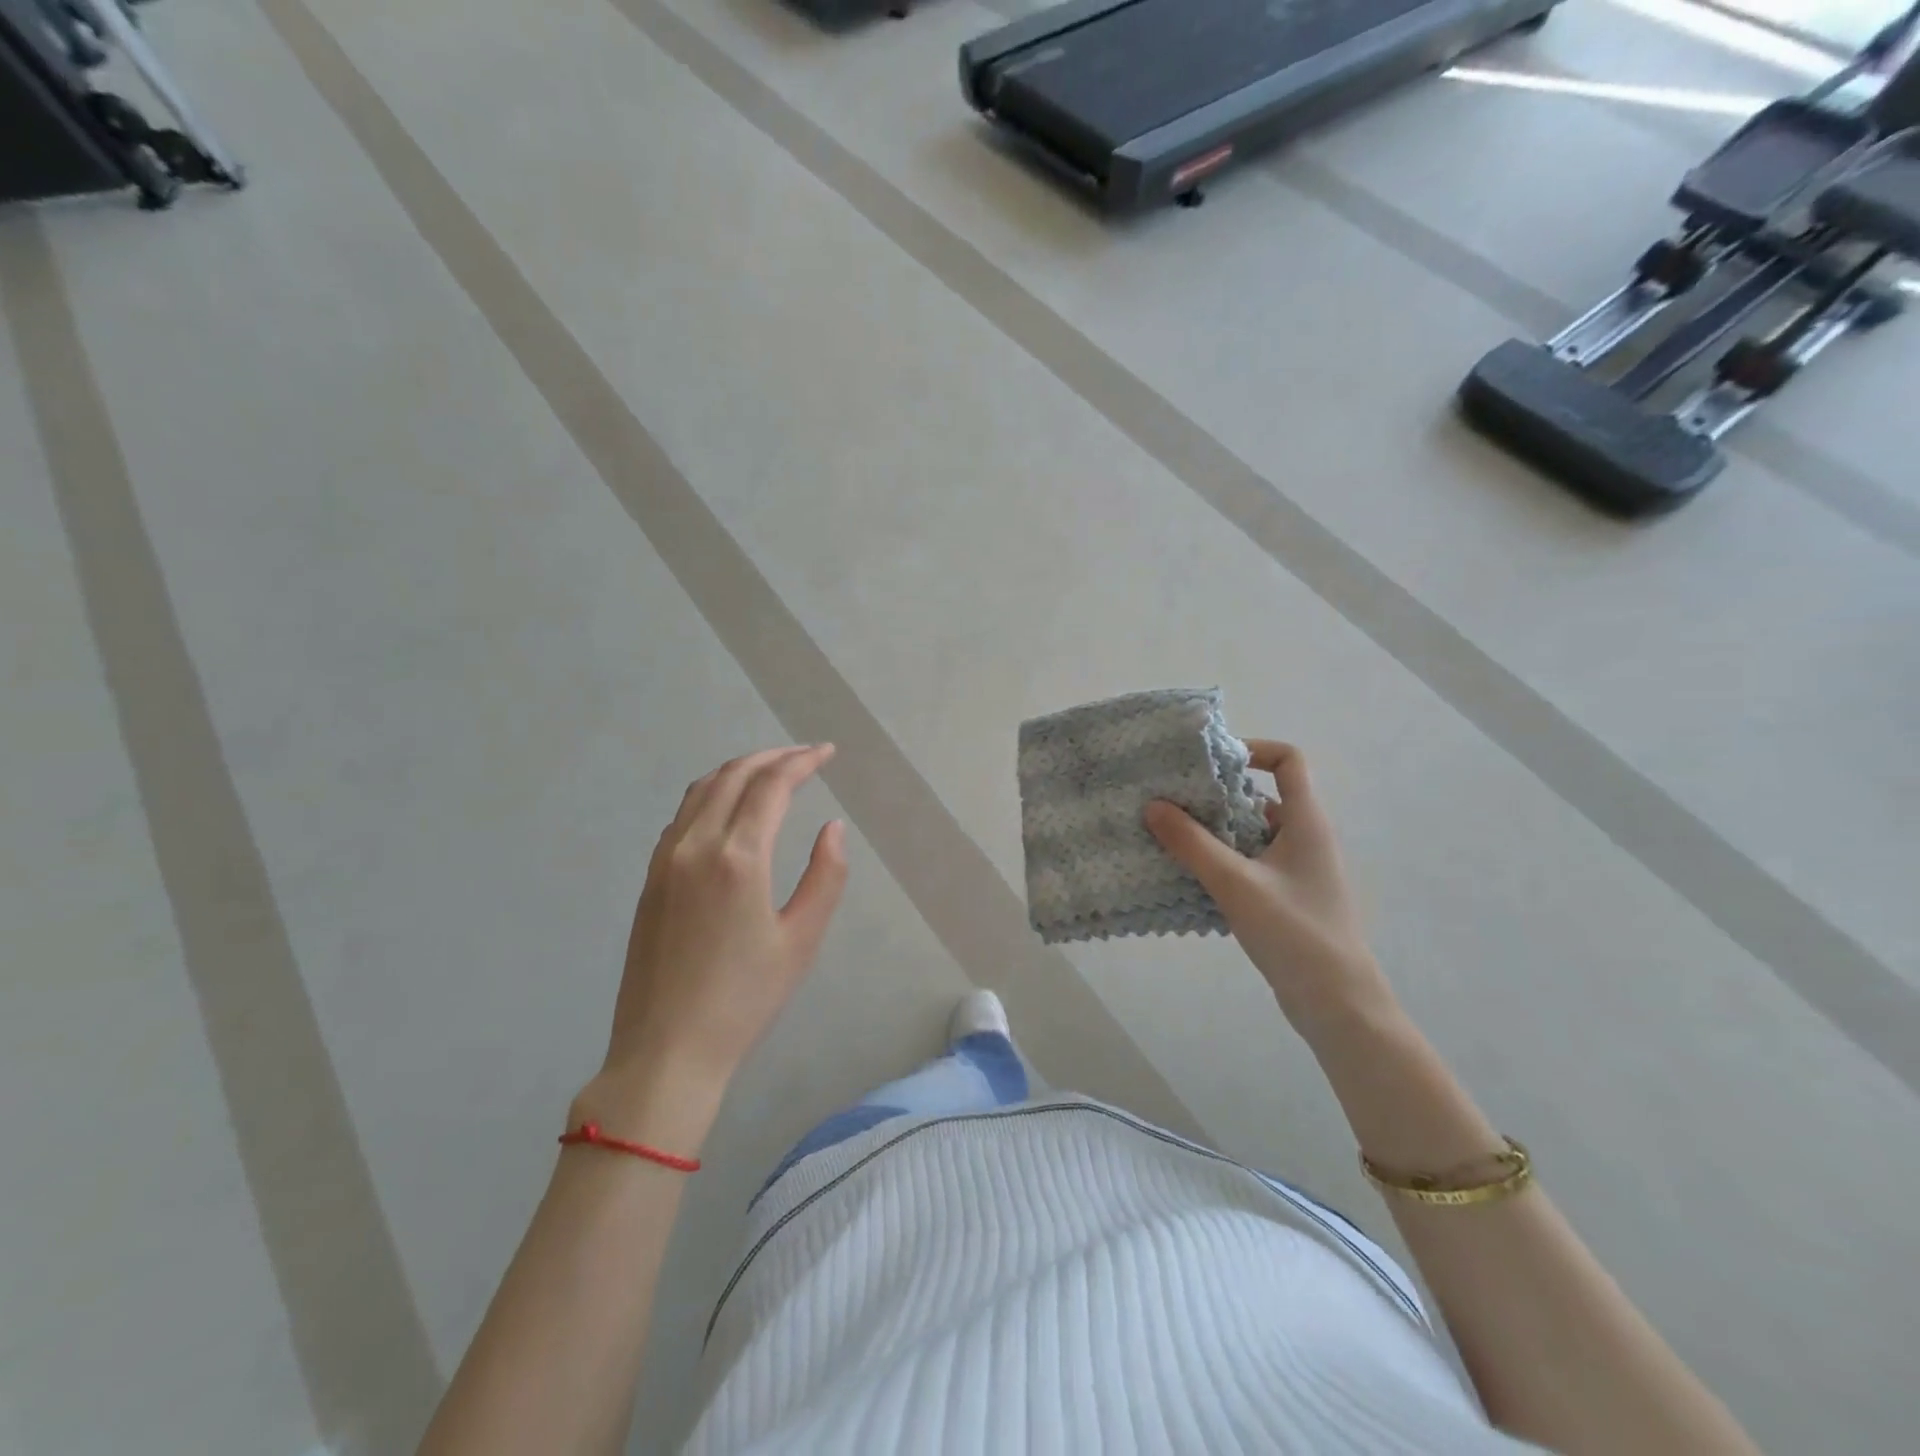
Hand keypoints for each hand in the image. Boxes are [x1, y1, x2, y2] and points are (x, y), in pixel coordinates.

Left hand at [587, 746, 848, 1128]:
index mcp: (737, 858)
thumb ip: (826, 876)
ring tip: (771, 771)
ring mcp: (666, 860)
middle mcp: (696, 845)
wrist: (666, 1050)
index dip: (802, 762)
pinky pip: (682, 815)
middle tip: (805, 755)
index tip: (827, 752)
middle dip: (772, 756)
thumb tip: (832, 828)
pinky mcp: (651, 879)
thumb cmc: (744, 1000)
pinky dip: (711, 794)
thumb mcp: (801, 940)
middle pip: (733, 775)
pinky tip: (729, 809)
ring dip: (738, 770)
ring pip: (701, 790)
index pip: (771, 785)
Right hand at [1144, 741, 1395, 1036]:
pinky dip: (1219, 862)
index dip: (1252, 749)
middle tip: (1171, 800)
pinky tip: (1187, 876)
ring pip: (1249, 834)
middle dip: (1215, 796)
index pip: (1288, 760)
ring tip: (1168, 836)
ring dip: (1212, 832)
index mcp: (1306, 822)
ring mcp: (1296, 870)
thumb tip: (1153, 805)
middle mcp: (1304, 838)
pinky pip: (1247, 864)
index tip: (1209, 763)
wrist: (1338, 1004)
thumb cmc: (1295, 933)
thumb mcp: (1237, 884)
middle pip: (1259, 797)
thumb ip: (1192, 844)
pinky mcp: (1285, 898)